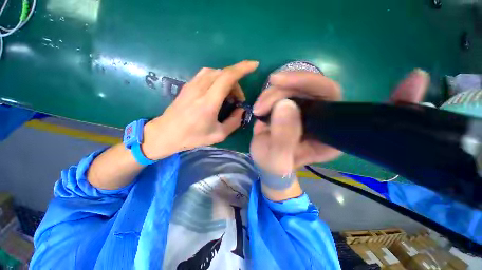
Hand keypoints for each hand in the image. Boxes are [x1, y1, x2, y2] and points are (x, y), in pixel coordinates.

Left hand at [142, 60, 258, 159]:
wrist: (166, 133)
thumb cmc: (192, 137)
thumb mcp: (218, 135)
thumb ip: (234, 122)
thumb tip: (241, 110)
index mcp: (208, 103)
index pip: (227, 77)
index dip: (243, 68)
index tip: (254, 65)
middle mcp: (200, 89)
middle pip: (223, 73)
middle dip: (236, 82)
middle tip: (238, 99)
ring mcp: (192, 85)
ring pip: (215, 72)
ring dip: (226, 80)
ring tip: (228, 95)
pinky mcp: (188, 85)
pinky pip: (206, 75)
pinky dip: (217, 79)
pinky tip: (217, 92)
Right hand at [250, 69, 429, 174]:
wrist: (267, 164)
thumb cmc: (275, 168)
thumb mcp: (277, 160)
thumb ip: (283, 138)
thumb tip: (285, 105)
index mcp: (332, 138)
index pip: (361, 115)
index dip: (392, 101)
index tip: (415, 79)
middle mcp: (326, 120)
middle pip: (322, 88)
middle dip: (295, 83)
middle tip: (273, 83)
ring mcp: (308, 111)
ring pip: (298, 87)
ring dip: (275, 93)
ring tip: (259, 109)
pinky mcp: (293, 106)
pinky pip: (286, 91)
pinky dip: (271, 94)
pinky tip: (261, 106)